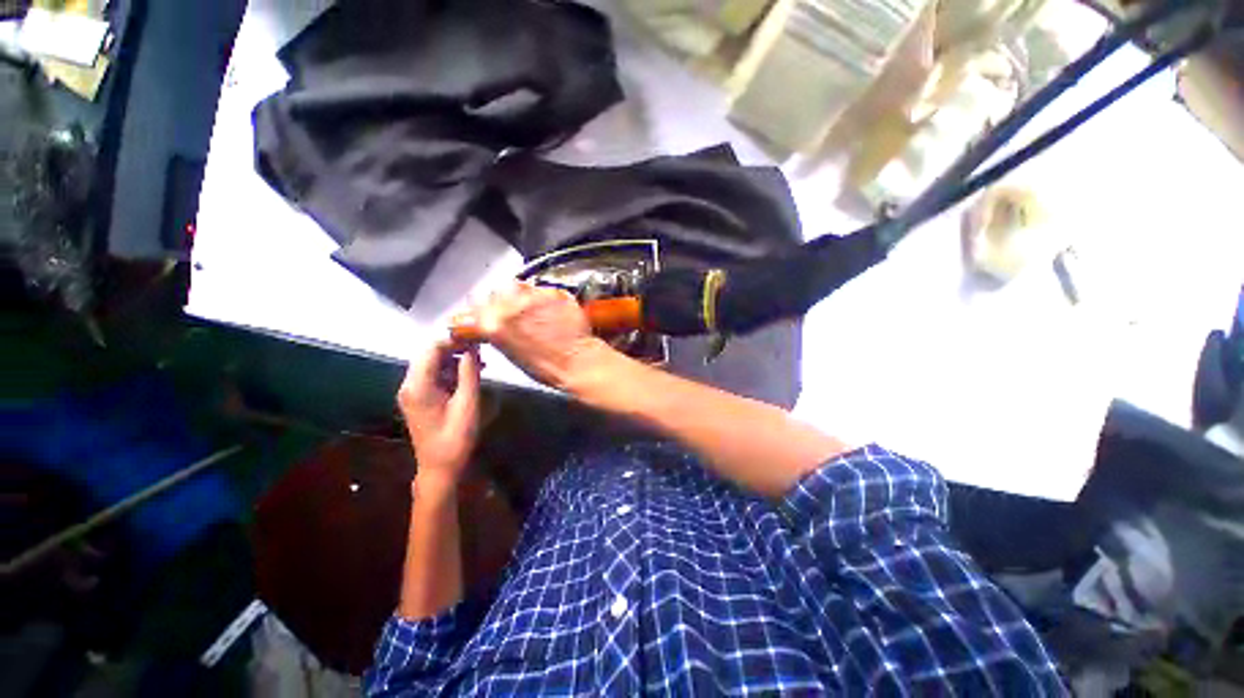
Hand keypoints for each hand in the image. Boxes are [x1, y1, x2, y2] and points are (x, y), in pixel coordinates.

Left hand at [398, 340, 481, 487]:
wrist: (439, 467)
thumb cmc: (455, 437)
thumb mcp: (467, 403)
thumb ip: (469, 373)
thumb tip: (473, 348)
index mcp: (418, 385)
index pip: (432, 348)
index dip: (454, 340)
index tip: (477, 339)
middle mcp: (410, 384)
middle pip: (430, 354)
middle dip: (456, 349)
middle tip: (482, 350)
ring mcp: (412, 392)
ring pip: (433, 364)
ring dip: (455, 360)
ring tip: (480, 364)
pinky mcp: (419, 398)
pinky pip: (434, 376)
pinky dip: (451, 372)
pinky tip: (469, 375)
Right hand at [458, 281, 614, 389]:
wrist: (577, 362)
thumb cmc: (546, 366)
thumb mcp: (508, 352)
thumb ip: (494, 330)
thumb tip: (487, 322)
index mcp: (493, 323)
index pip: (474, 305)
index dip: (481, 310)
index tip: (486, 313)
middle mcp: (510, 304)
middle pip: (496, 291)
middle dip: (503, 301)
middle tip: (516, 313)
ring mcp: (534, 296)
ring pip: (519, 285)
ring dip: (522, 295)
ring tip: (534, 310)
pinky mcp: (553, 292)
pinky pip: (541, 288)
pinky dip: (543, 297)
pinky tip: (551, 310)